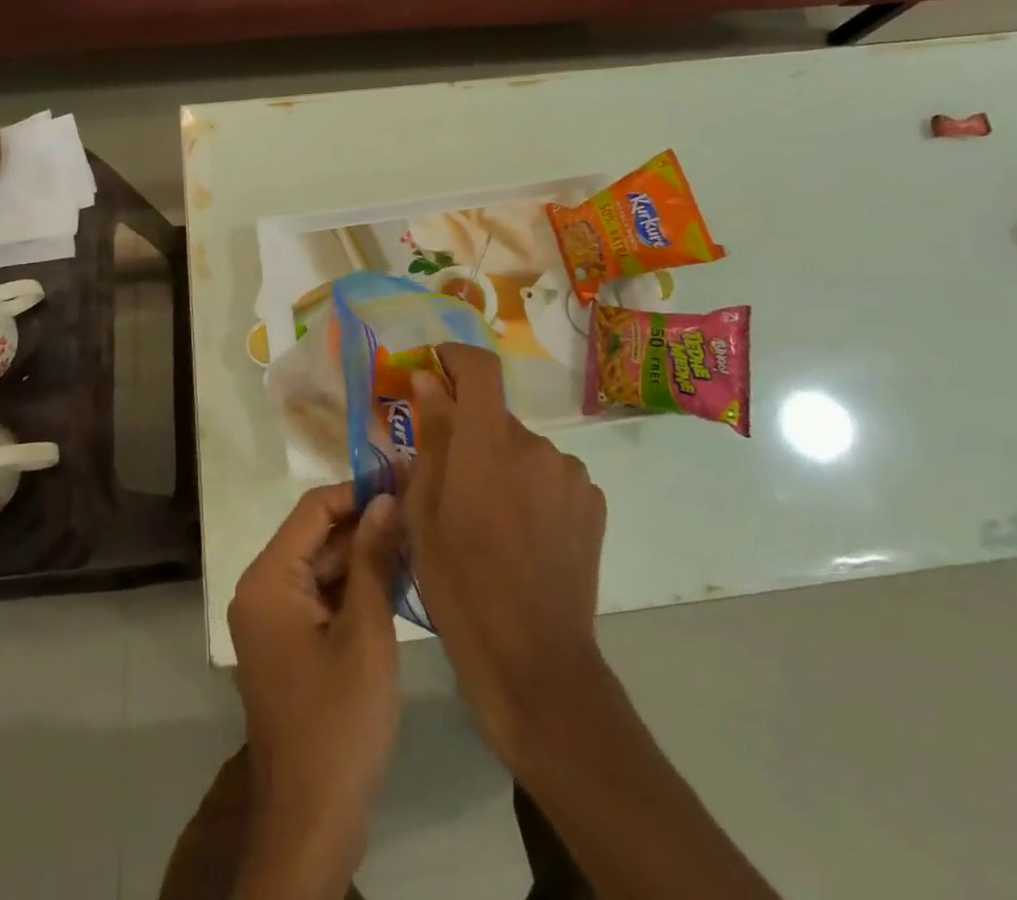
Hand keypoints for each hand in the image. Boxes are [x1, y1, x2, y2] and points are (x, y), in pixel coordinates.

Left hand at [228, 482, 403, 896]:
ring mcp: (273, 621)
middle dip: (366, 522)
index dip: (359, 489)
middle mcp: (262, 591)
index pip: (314, 509)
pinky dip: (355, 587)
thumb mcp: (366, 633)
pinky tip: (398, 579)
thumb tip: (387, 498)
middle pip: (316, 535)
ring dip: (364, 554)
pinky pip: (322, 597)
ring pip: (322, 566)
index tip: (404, 477)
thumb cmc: (339, 723)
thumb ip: (373, 559)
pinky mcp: (289, 645)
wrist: (311, 825)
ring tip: (418, 536)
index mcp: (268, 580)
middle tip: (419, 507)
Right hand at [405, 344, 607, 764]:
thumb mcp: (425, 514)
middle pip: (497, 416)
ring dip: (504, 464)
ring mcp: (570, 473)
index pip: (480, 369)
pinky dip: (532, 487)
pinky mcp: (592, 500)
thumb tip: (428, 382)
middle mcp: (535, 446)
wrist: (535, 660)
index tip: (437, 365)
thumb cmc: (461, 588)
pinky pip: (551, 474)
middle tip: (452, 480)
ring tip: (491, 518)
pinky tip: (524, 533)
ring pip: (524, 448)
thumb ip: (431, 438)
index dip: (457, 356)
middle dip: (472, 433)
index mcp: (487, 446)